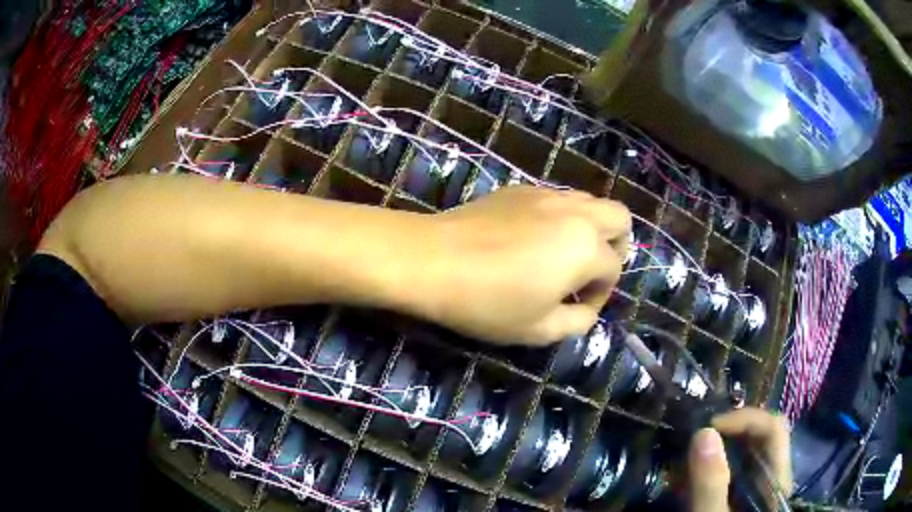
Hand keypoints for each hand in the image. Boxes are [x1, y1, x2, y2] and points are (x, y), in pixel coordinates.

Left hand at [419, 185, 630, 344]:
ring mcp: (547, 194)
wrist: (432, 260)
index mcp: (587, 248)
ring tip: (562, 255)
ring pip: (590, 202)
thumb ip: (578, 322)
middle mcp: (576, 213)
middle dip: (616, 246)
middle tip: (589, 271)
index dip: (601, 294)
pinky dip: (561, 217)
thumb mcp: (538, 329)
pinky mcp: (520, 188)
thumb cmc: (487, 302)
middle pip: (620, 218)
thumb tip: (587, 308)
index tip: (576, 307)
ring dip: (590, 228)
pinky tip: (531, 238)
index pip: (614, 269)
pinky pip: (557, 198)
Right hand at [688, 408, 792, 511]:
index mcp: (776, 479)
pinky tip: (685, 485)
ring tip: (681, 471)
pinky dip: (707, 471)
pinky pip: (730, 471)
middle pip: (758, 437)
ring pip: (742, 453)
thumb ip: (710, 484)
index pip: (773, 428)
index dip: (744, 419)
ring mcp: (758, 487)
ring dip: (712, 453)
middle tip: (689, 447)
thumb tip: (703, 433)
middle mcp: (772, 476)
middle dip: (723, 435)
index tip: (706, 430)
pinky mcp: (742, 496)